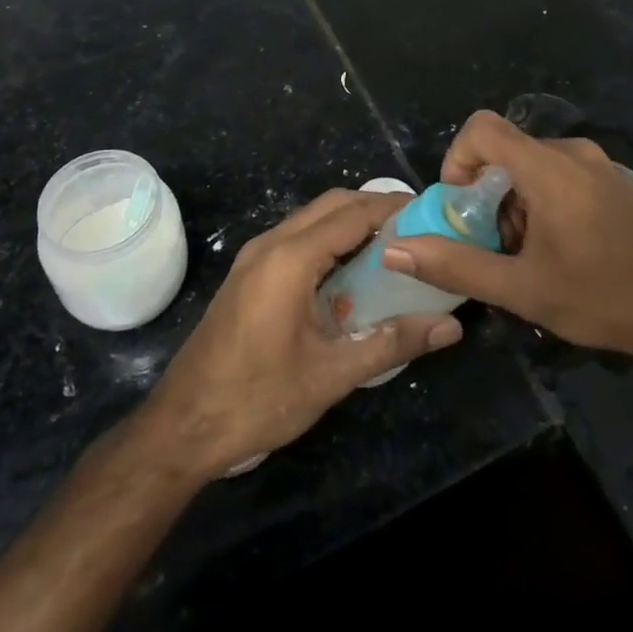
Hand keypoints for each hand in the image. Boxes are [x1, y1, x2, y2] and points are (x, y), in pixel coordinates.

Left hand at [139, 189, 463, 478]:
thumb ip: (392, 343)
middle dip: (375, 208)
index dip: (394, 207)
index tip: (432, 213)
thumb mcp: (331, 374)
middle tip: (417, 230)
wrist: (182, 427)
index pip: (353, 213)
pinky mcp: (248, 274)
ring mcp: (254, 257)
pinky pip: (297, 237)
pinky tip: (350, 272)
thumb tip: (451, 327)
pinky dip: (329, 239)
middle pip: (332, 205)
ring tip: (392, 247)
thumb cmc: (257, 398)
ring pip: (312, 218)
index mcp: (290, 258)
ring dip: (351, 222)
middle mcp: (271, 244)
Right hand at [381, 110, 632, 360]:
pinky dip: (541, 203)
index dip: (458, 159)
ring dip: (514, 204)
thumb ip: (456, 264)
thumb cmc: (604, 298)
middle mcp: (572, 153)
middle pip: (505, 152)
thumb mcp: (523, 289)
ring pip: (531, 166)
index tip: (462, 206)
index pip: (482, 128)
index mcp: (549, 169)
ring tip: (529, 257)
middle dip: (487, 196)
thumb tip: (396, 250)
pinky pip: (559, 175)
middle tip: (495, 247)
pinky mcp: (613, 181)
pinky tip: (559, 251)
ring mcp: (598, 165)